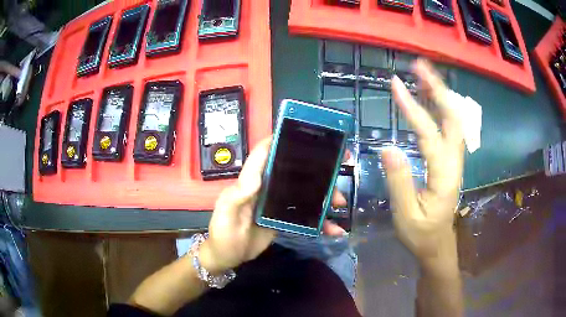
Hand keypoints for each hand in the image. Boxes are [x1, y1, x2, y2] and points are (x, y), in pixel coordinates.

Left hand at [200, 137, 348, 272]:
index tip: (305, 133)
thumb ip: (238, 195)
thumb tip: (257, 177)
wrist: (228, 256)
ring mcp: (277, 203)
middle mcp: (267, 187)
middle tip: (339, 172)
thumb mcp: (226, 213)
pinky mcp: (284, 218)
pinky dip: (320, 222)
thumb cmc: (223, 232)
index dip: (281, 140)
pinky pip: (305, 215)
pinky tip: (334, 229)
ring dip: (324, 196)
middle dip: (317, 171)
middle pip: (294, 172)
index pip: (265, 154)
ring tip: (340, 204)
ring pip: (305, 193)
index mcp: (252, 181)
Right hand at [384, 60, 463, 260]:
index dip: (413, 109)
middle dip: (437, 88)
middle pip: (453, 117)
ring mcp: (455, 159)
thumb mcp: (405, 216)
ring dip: (440, 93)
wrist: (438, 243)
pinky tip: (429, 97)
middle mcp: (454, 161)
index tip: (395, 84)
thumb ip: (399, 182)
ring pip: (454, 119)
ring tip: (422, 73)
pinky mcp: (451, 159)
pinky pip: (449, 127)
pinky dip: (440, 106)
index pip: (429, 135)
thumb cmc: (421, 233)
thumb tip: (387, 147)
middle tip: (418, 66)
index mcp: (443, 176)